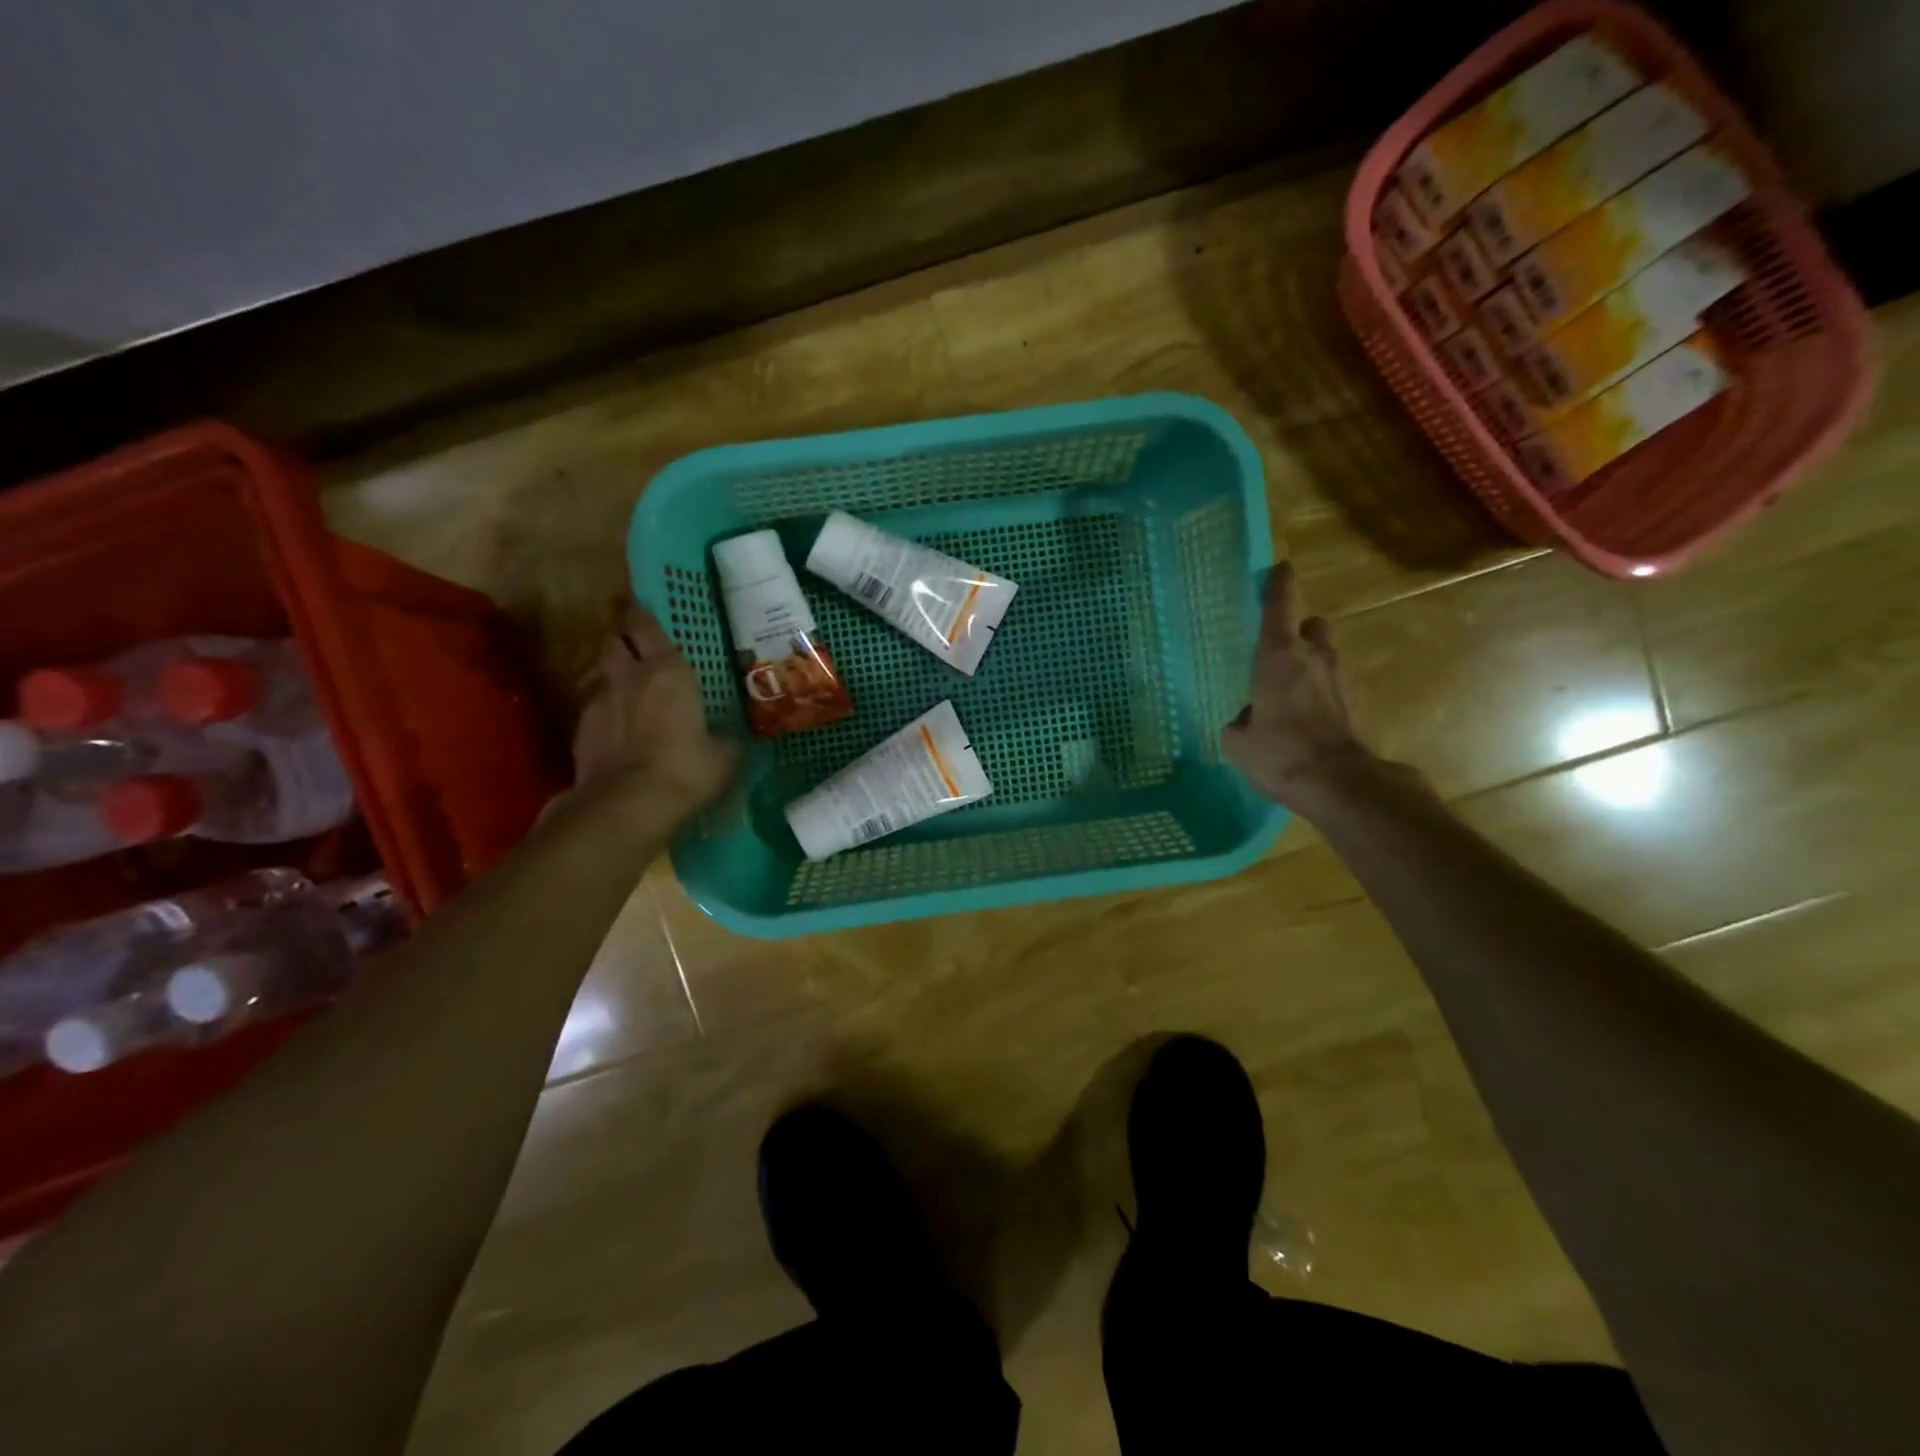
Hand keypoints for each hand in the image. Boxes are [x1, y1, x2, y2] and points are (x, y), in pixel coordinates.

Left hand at [572, 602, 739, 812]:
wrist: (627, 804)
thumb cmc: (687, 768)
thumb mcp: (724, 755)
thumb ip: (723, 736)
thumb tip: (725, 737)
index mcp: (668, 671)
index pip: (645, 626)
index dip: (641, 615)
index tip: (639, 607)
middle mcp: (629, 677)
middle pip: (615, 642)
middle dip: (623, 640)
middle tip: (636, 647)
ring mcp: (599, 703)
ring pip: (604, 677)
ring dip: (616, 680)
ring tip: (631, 695)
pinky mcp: (580, 733)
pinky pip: (596, 712)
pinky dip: (607, 715)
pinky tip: (620, 733)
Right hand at [1222, 563, 1371, 808]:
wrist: (1338, 782)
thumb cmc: (1279, 751)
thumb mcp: (1238, 740)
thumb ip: (1240, 719)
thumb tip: (1248, 716)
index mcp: (1278, 655)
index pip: (1279, 606)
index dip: (1279, 585)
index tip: (1280, 569)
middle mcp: (1313, 657)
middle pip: (1312, 626)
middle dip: (1299, 632)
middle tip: (1280, 651)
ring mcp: (1341, 678)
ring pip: (1326, 656)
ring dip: (1312, 664)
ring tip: (1291, 691)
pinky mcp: (1357, 702)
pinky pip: (1335, 685)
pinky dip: (1322, 693)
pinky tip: (1308, 717)